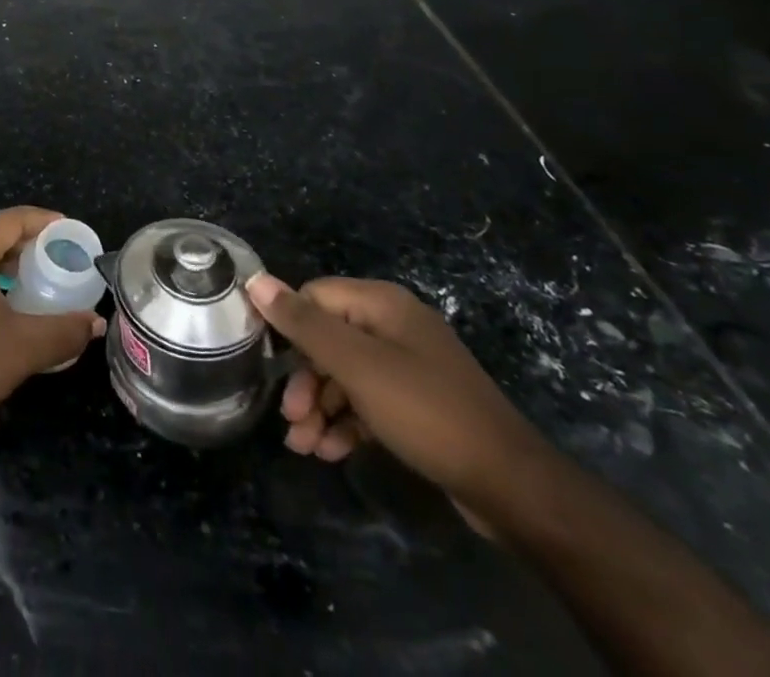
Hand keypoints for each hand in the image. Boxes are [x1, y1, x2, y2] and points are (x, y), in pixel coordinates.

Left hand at [0, 207, 104, 409]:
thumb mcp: (24, 346)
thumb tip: (94, 323)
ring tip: (34, 277)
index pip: (11, 218)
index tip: (68, 230)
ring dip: (5, 259)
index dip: (43, 221)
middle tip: (55, 255)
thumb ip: (64, 330)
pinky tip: (3, 298)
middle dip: (25, 240)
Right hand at [246, 274, 554, 515]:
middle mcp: (393, 326)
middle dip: (304, 381)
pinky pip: (368, 402)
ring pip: (345, 376)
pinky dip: (347, 423)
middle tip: (291, 420)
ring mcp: (408, 366)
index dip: (289, 328)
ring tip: (305, 447)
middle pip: (328, 340)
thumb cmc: (426, 412)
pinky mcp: (417, 404)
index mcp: (381, 304)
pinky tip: (332, 452)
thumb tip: (256, 281)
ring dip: (320, 408)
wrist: (513, 488)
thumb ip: (304, 324)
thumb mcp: (357, 366)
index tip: (270, 366)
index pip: (314, 297)